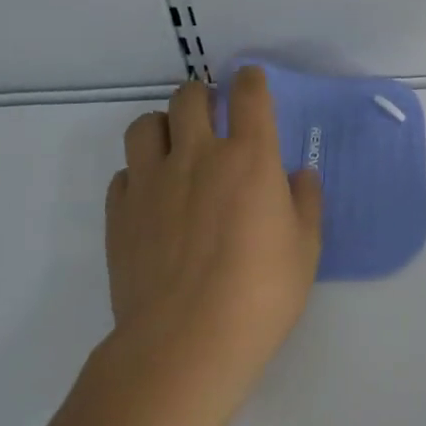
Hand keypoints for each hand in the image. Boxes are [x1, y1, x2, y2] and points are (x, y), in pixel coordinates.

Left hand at [103, 67, 321, 408]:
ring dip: (163, 126)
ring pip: (145, 124)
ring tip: (174, 147)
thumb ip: (305, 203)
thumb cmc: (259, 295)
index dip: (251, 80)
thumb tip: (299, 176)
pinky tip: (152, 198)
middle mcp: (198, 156)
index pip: (249, 93)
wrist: (184, 345)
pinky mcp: (119, 213)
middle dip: (203, 95)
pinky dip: (138, 174)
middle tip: (212, 114)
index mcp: (249, 157)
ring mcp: (152, 182)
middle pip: (190, 96)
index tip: (251, 82)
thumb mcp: (305, 250)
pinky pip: (123, 173)